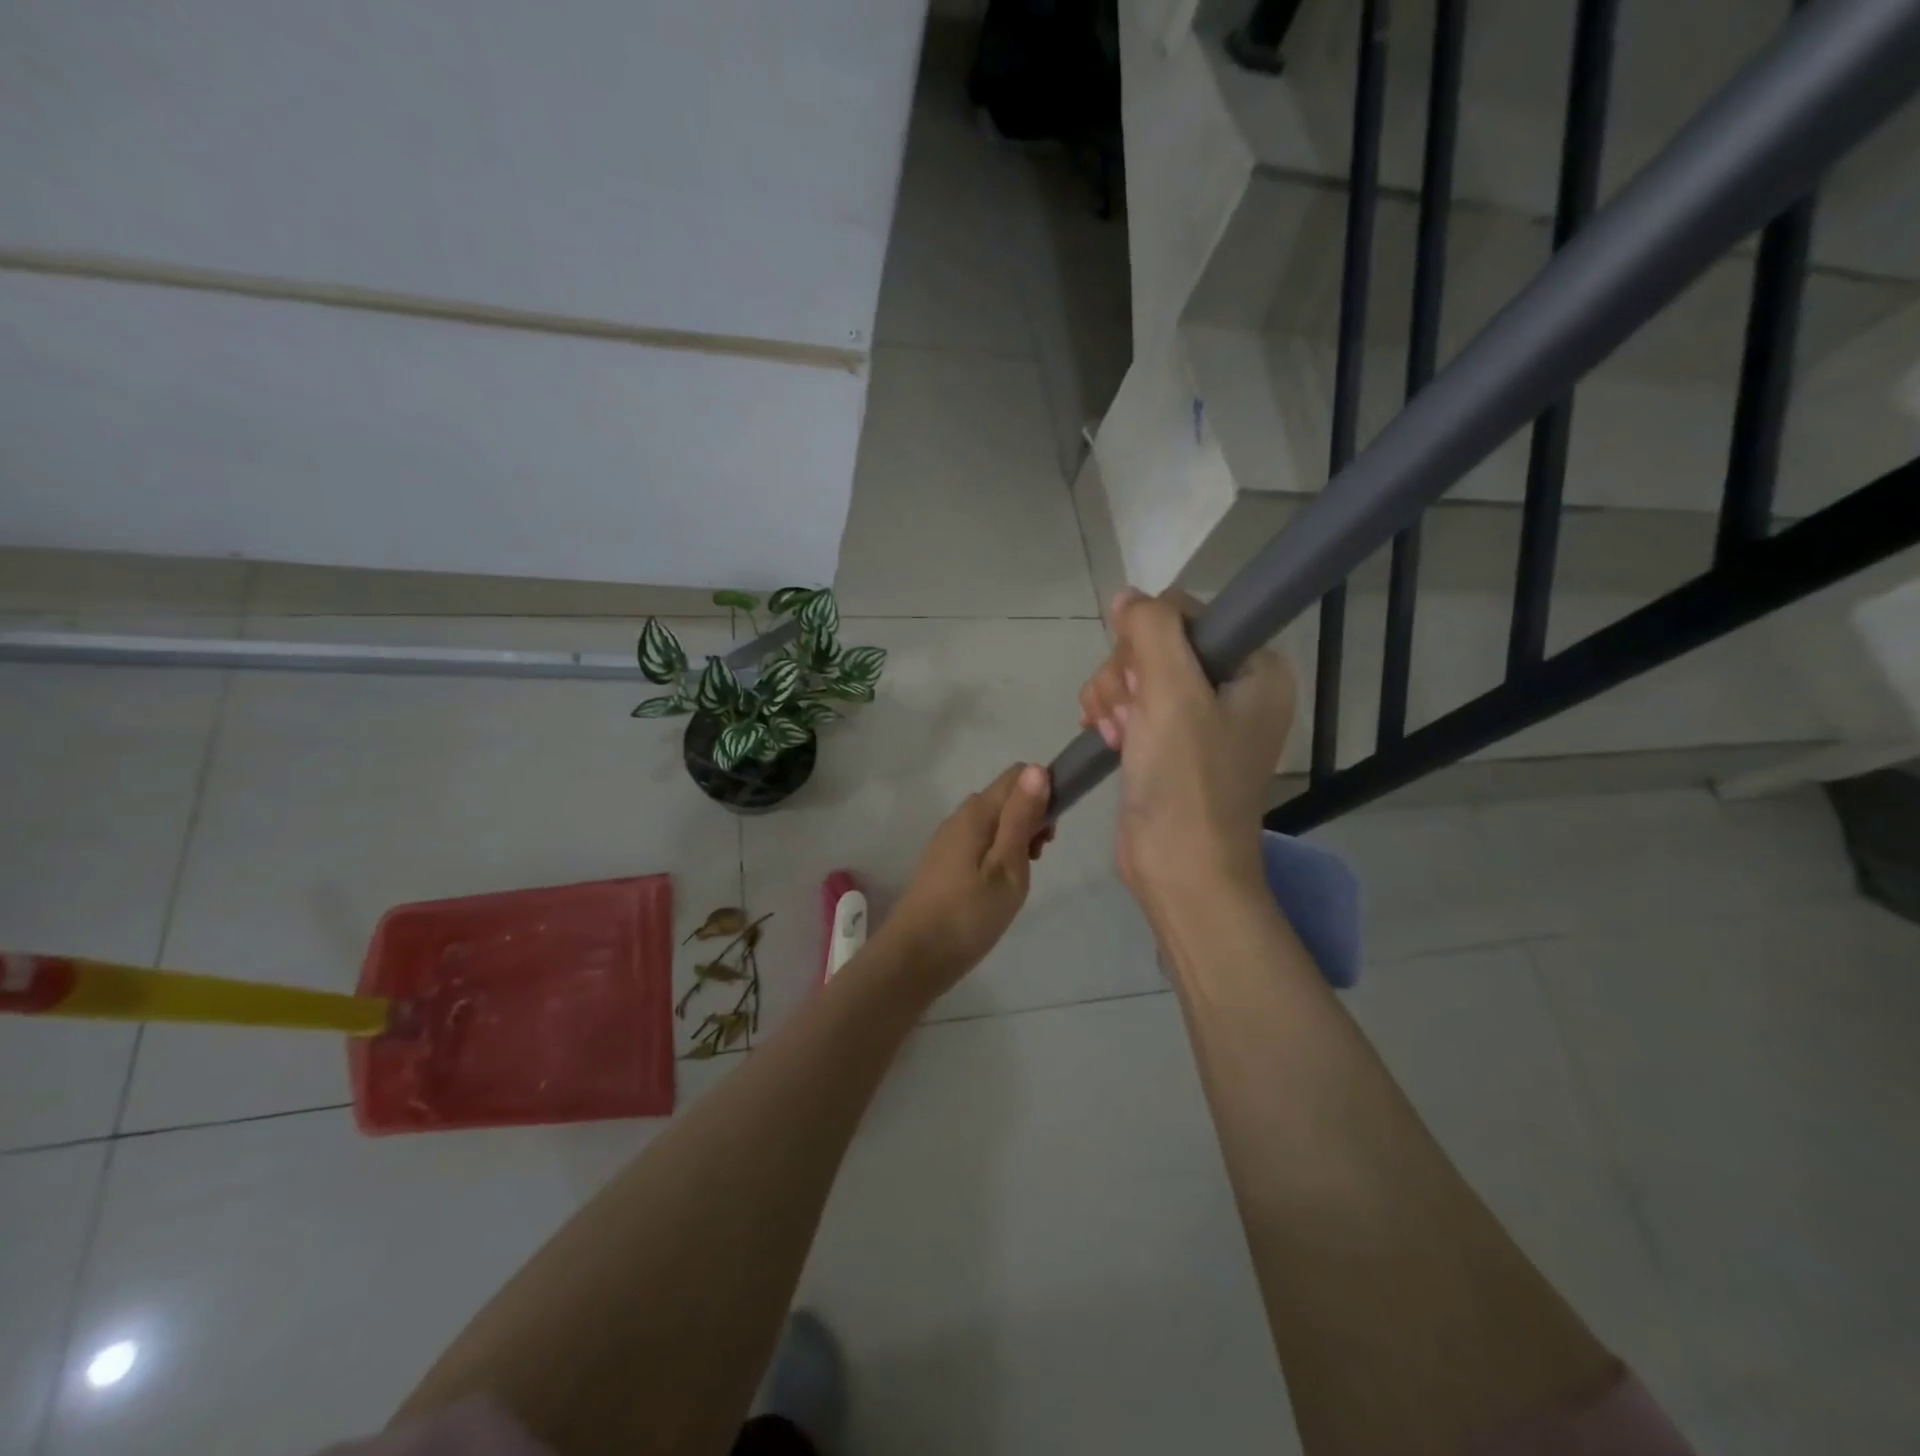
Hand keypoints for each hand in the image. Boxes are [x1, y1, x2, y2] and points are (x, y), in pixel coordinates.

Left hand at [883, 763, 1053, 989]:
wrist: (915, 957)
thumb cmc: (969, 914)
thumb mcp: (1007, 866)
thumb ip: (1021, 817)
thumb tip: (1037, 769)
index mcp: (976, 811)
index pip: (1017, 775)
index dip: (1043, 793)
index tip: (1050, 833)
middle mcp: (960, 816)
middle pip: (1006, 798)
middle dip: (1031, 819)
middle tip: (1036, 861)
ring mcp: (948, 839)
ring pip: (994, 822)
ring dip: (1015, 840)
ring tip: (1018, 880)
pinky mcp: (943, 862)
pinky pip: (980, 842)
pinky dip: (997, 855)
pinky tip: (997, 888)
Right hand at [1078, 588, 1294, 919]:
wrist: (1179, 869)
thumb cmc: (1186, 780)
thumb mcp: (1171, 693)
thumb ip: (1152, 629)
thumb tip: (1128, 597)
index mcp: (1255, 668)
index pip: (1188, 615)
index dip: (1150, 640)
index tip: (1143, 682)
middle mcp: (1232, 687)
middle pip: (1156, 642)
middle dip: (1127, 674)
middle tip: (1127, 716)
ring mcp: (1199, 717)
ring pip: (1136, 671)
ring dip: (1113, 696)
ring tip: (1116, 735)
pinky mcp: (1169, 742)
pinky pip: (1130, 702)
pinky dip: (1111, 715)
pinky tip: (1107, 739)